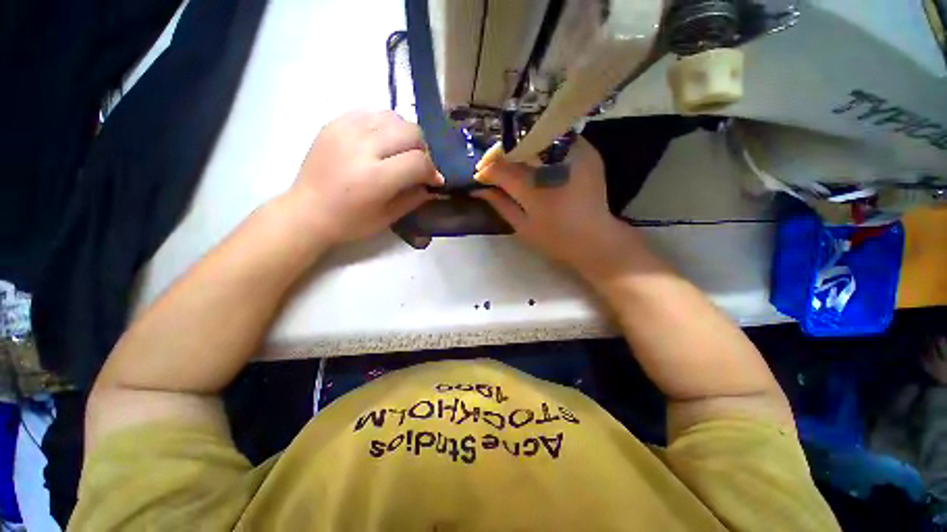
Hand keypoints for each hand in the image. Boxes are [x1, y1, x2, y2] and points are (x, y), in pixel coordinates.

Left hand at [285, 110, 443, 244]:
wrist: (307, 211)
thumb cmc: (350, 222)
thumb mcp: (388, 217)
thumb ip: (415, 197)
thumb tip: (432, 183)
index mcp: (375, 178)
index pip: (419, 161)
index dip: (432, 170)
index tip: (434, 180)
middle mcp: (362, 147)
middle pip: (410, 131)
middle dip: (422, 149)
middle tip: (417, 165)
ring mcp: (346, 130)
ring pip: (393, 117)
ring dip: (404, 135)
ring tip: (399, 152)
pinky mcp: (335, 123)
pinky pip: (371, 113)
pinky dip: (384, 126)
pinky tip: (380, 142)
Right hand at [473, 138, 646, 281]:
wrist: (597, 239)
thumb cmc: (556, 239)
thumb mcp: (523, 226)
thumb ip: (500, 204)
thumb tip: (478, 189)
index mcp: (538, 189)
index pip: (503, 168)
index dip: (487, 169)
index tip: (479, 175)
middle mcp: (557, 164)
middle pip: (520, 144)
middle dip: (501, 153)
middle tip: (491, 166)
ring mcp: (576, 153)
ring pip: (539, 136)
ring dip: (520, 147)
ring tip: (510, 162)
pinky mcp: (588, 152)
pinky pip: (557, 139)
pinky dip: (541, 146)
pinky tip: (533, 160)